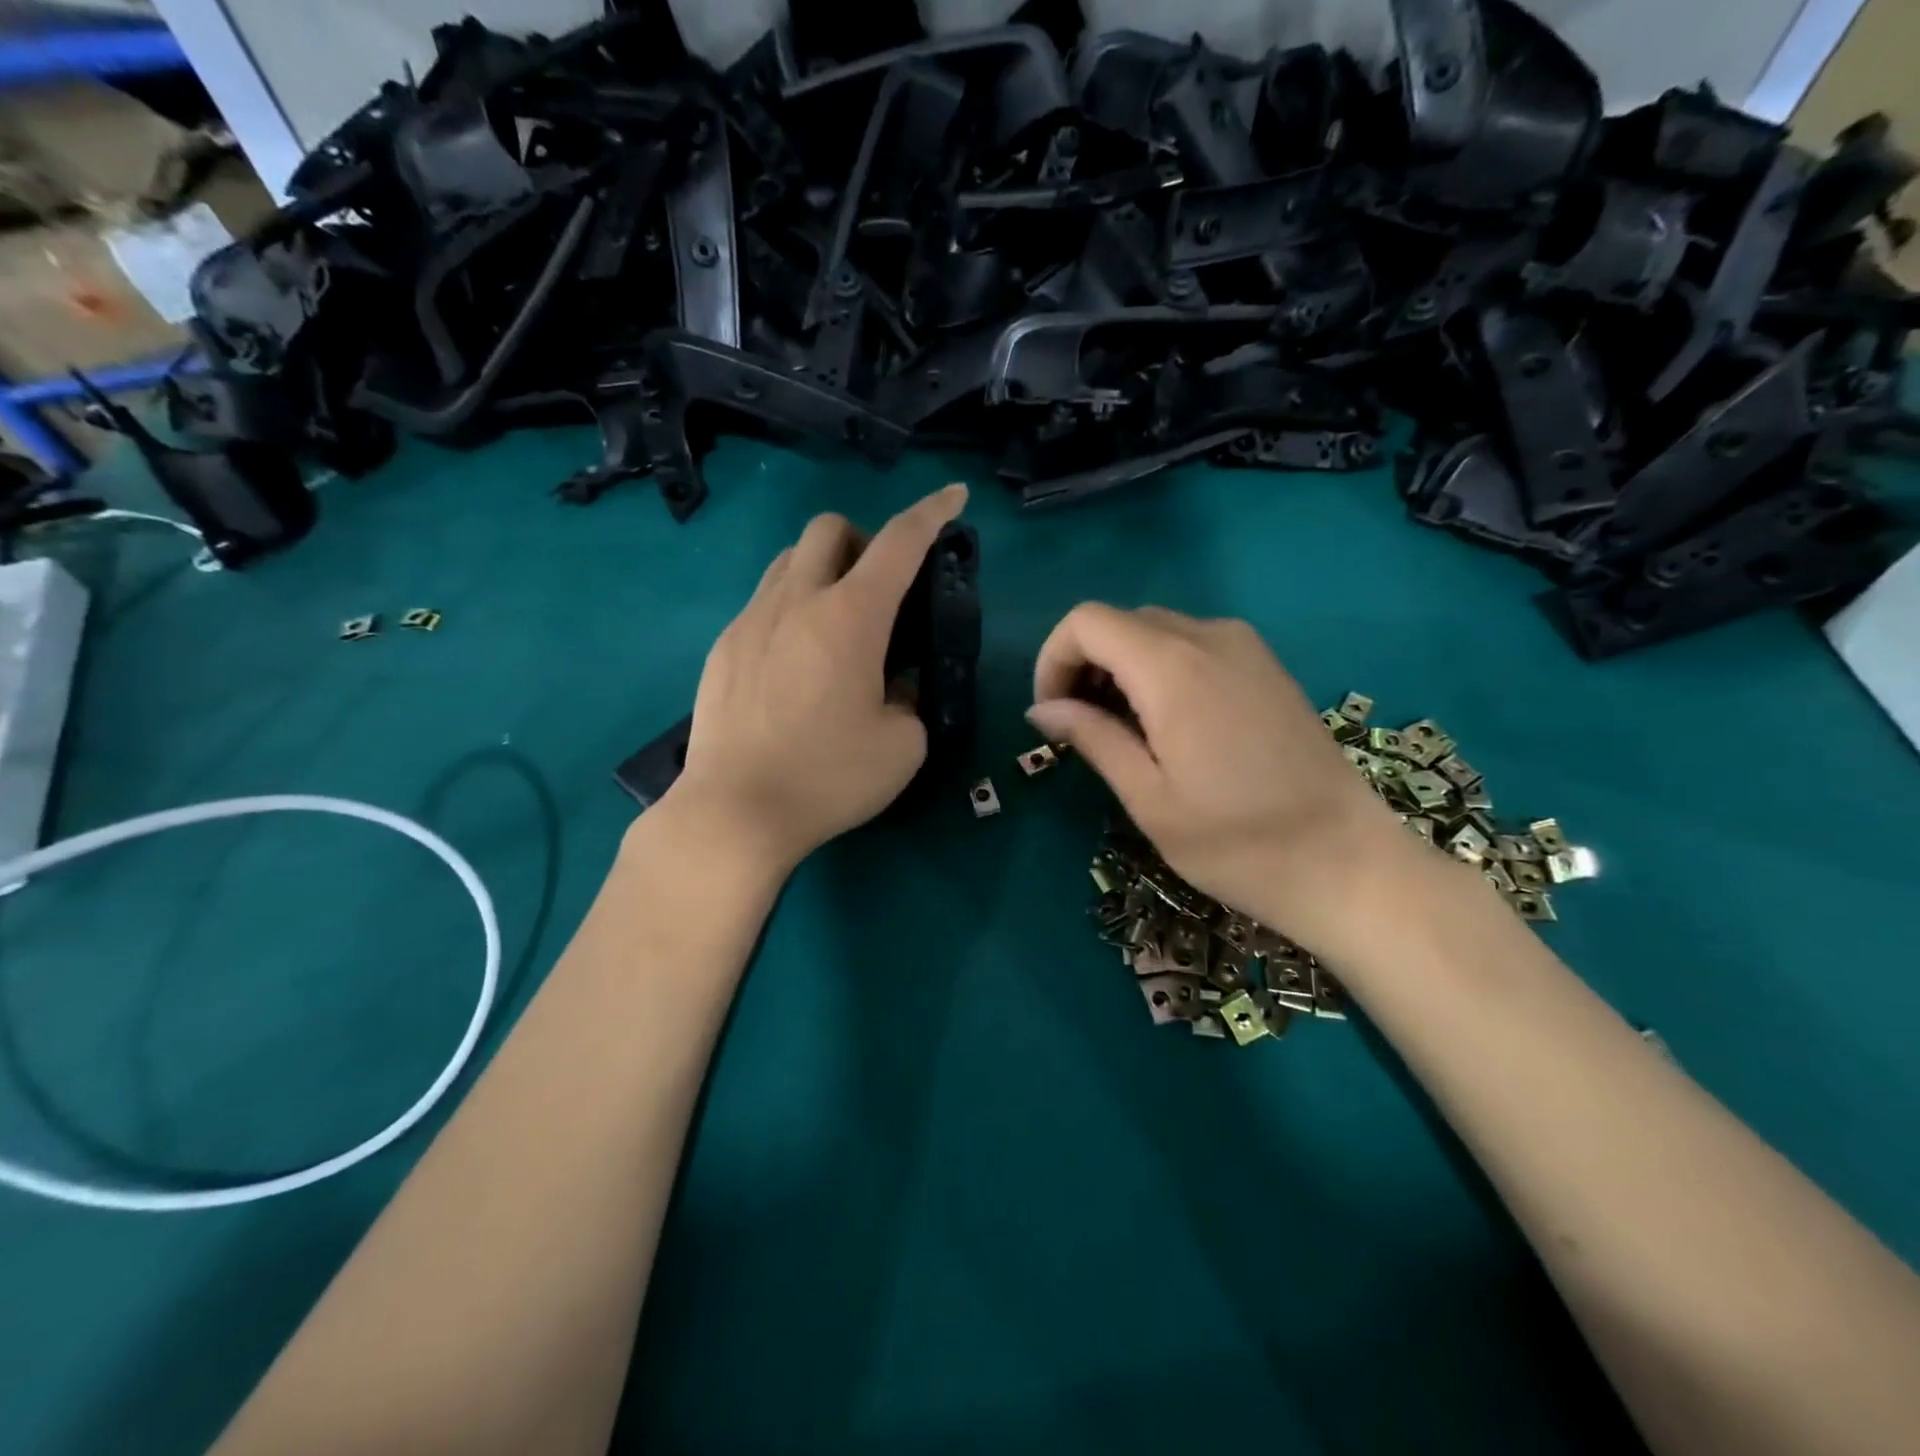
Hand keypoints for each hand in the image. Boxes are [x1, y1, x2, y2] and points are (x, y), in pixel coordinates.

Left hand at [666, 484, 968, 872]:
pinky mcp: (724, 647)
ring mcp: (751, 619)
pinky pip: (763, 601)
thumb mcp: (902, 745)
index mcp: (851, 617)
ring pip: (790, 559)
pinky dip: (791, 607)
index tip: (953, 497)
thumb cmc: (829, 777)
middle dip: (864, 539)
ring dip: (823, 569)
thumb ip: (909, 698)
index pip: (900, 542)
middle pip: (830, 528)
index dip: (932, 512)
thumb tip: (893, 683)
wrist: (735, 811)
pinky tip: (796, 661)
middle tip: (881, 589)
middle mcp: (797, 600)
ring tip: (837, 623)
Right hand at [1028, 604, 1417, 954]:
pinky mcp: (1266, 665)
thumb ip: (1092, 738)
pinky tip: (1168, 723)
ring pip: (1156, 629)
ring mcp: (1245, 647)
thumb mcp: (1148, 798)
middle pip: (1120, 621)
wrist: (1347, 862)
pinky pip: (1194, 643)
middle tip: (1080, 728)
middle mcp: (1209, 637)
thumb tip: (1042, 709)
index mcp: (1172, 668)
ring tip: (1121, 731)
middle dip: (1084, 664)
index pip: (1086, 622)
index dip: (1053, 659)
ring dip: (1121, 666)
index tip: (1051, 714)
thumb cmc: (1237, 842)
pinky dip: (1160, 668)